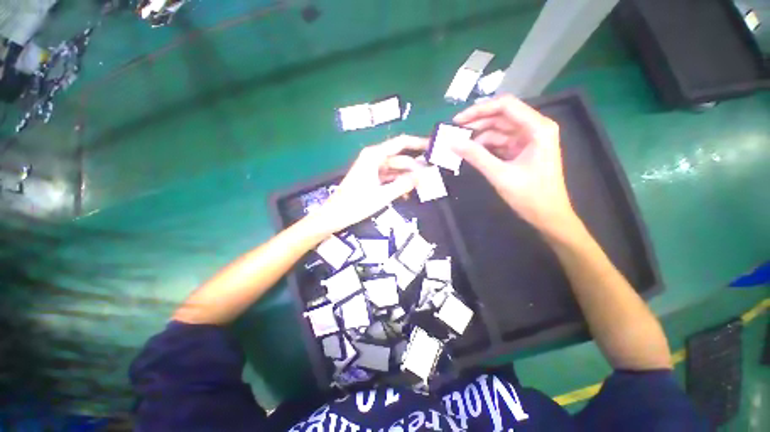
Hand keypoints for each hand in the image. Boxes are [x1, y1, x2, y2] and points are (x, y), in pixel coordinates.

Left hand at [313, 135, 427, 234]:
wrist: (335, 214)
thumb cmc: (357, 204)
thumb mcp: (383, 196)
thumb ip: (403, 185)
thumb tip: (422, 176)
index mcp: (374, 156)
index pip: (401, 143)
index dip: (418, 143)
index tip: (433, 147)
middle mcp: (374, 158)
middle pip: (400, 159)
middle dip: (414, 168)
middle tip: (430, 178)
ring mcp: (372, 168)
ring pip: (395, 169)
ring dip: (407, 178)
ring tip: (421, 188)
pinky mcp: (371, 178)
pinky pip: (389, 177)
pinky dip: (398, 183)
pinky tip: (406, 194)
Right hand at [452, 94, 575, 233]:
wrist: (548, 216)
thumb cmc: (530, 196)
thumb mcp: (500, 174)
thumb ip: (476, 156)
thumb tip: (452, 143)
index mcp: (537, 128)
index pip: (505, 106)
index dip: (479, 110)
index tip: (457, 121)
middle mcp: (534, 128)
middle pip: (501, 117)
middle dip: (477, 124)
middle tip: (453, 133)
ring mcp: (528, 140)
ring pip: (498, 131)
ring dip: (478, 137)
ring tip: (459, 145)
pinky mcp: (521, 151)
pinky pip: (499, 143)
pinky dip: (485, 147)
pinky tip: (471, 152)